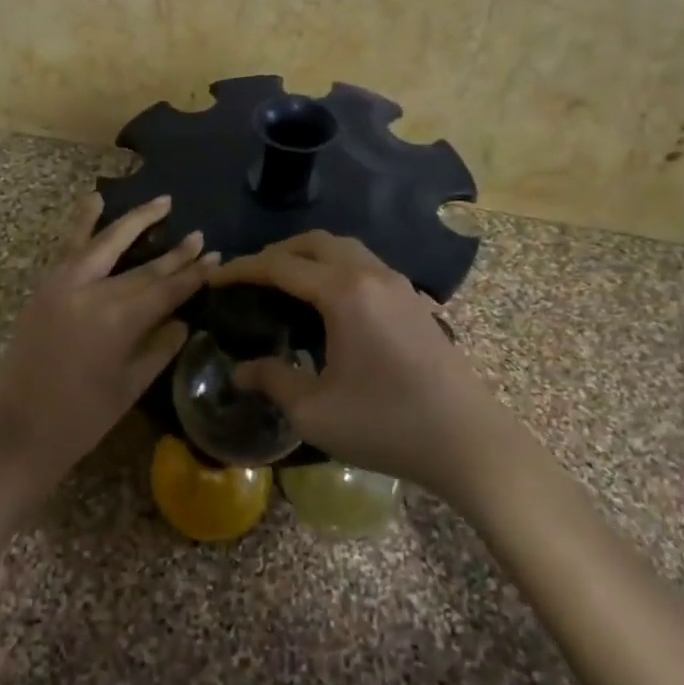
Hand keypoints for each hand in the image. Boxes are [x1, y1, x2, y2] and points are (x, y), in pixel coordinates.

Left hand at [0, 194, 217, 490]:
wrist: (20, 430)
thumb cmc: (82, 418)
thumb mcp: (131, 385)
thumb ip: (160, 346)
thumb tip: (183, 319)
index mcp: (119, 321)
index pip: (166, 290)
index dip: (193, 274)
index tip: (215, 256)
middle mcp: (93, 293)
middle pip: (143, 266)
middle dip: (174, 252)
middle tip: (199, 235)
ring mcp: (64, 285)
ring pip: (105, 242)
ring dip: (134, 221)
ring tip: (160, 202)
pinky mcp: (45, 287)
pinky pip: (68, 247)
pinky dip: (82, 221)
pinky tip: (95, 200)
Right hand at [210, 232, 507, 503]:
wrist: (468, 442)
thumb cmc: (386, 424)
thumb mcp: (315, 410)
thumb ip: (273, 380)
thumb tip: (240, 370)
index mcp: (343, 292)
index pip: (280, 266)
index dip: (242, 269)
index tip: (215, 278)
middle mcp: (371, 275)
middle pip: (315, 242)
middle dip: (276, 252)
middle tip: (250, 277)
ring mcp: (398, 285)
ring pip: (345, 249)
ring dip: (310, 256)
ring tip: (285, 284)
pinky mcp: (415, 301)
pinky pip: (365, 265)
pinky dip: (336, 268)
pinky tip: (328, 303)